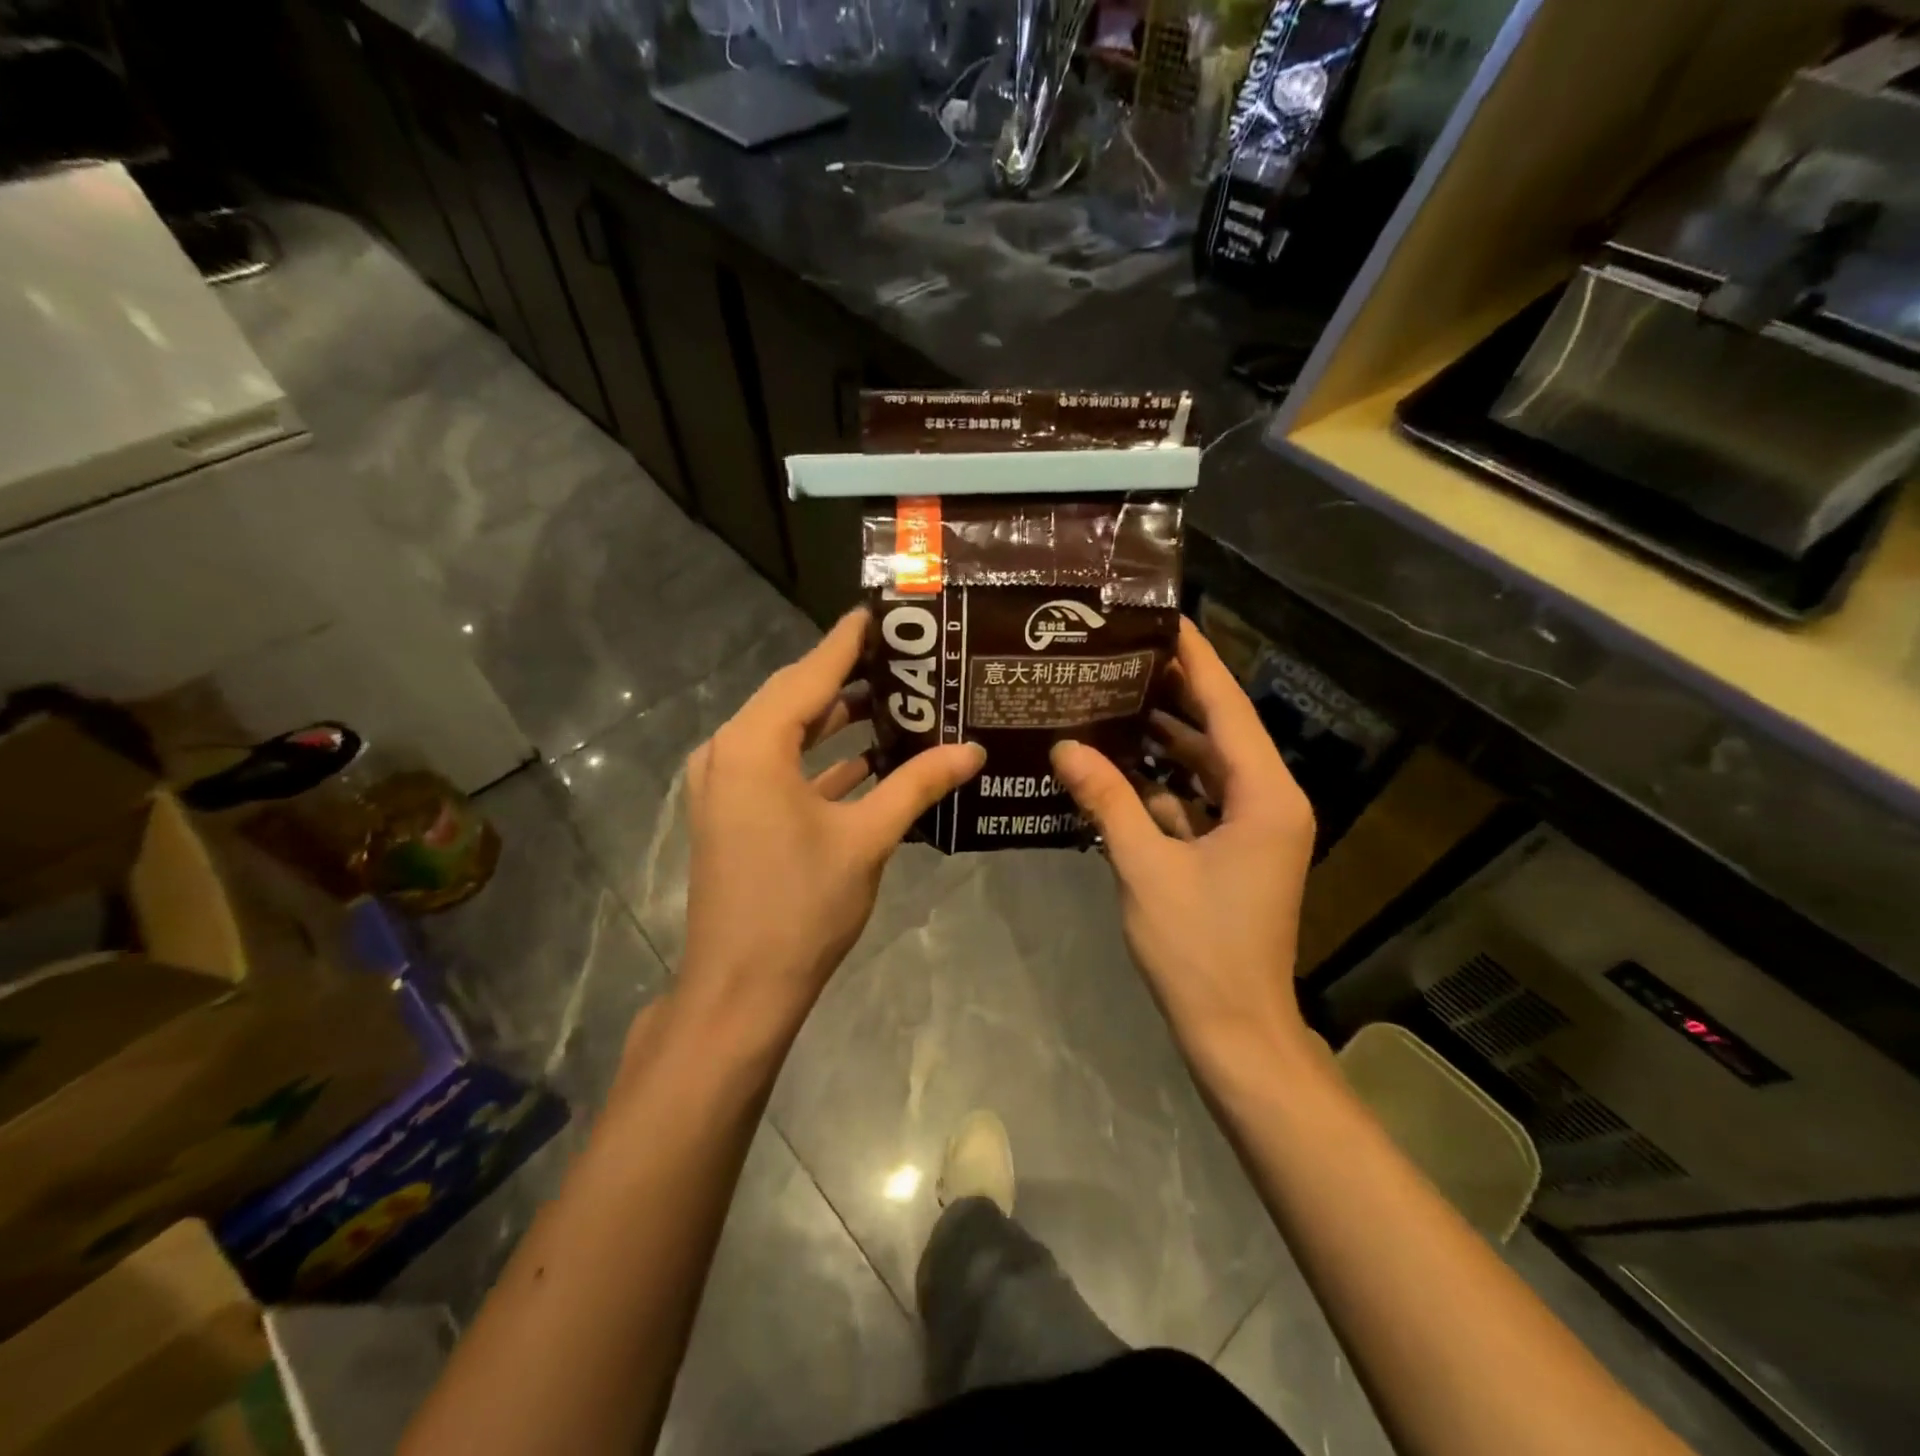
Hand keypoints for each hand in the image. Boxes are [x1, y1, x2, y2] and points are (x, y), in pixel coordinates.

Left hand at [674, 610, 985, 1048]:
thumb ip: (919, 784)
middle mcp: (729, 751)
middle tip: (904, 659)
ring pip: (786, 733)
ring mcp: (725, 784)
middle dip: (847, 678)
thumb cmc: (802, 906)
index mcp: (754, 745)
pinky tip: (868, 759)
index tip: (883, 614)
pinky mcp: (731, 812)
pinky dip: (819, 759)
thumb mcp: (868, 838)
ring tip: (896, 702)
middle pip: (794, 697)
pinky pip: (778, 766)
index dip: (849, 642)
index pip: (810, 673)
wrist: (740, 988)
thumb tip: (973, 749)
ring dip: (835, 720)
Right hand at [1050, 618, 1316, 1069]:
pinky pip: (1197, 800)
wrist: (1235, 1030)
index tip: (1165, 619)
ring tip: (1111, 699)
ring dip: (1163, 739)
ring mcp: (1254, 829)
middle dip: (1174, 693)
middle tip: (1121, 655)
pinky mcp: (1234, 852)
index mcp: (1265, 796)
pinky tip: (1116, 766)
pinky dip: (1161, 784)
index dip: (1197, 660)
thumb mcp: (1145, 866)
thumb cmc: (1199, 947)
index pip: (1228, 708)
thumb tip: (1065, 747)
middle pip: (1219, 730)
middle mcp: (1269, 802)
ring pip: (1206, 766)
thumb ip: (1107, 800)